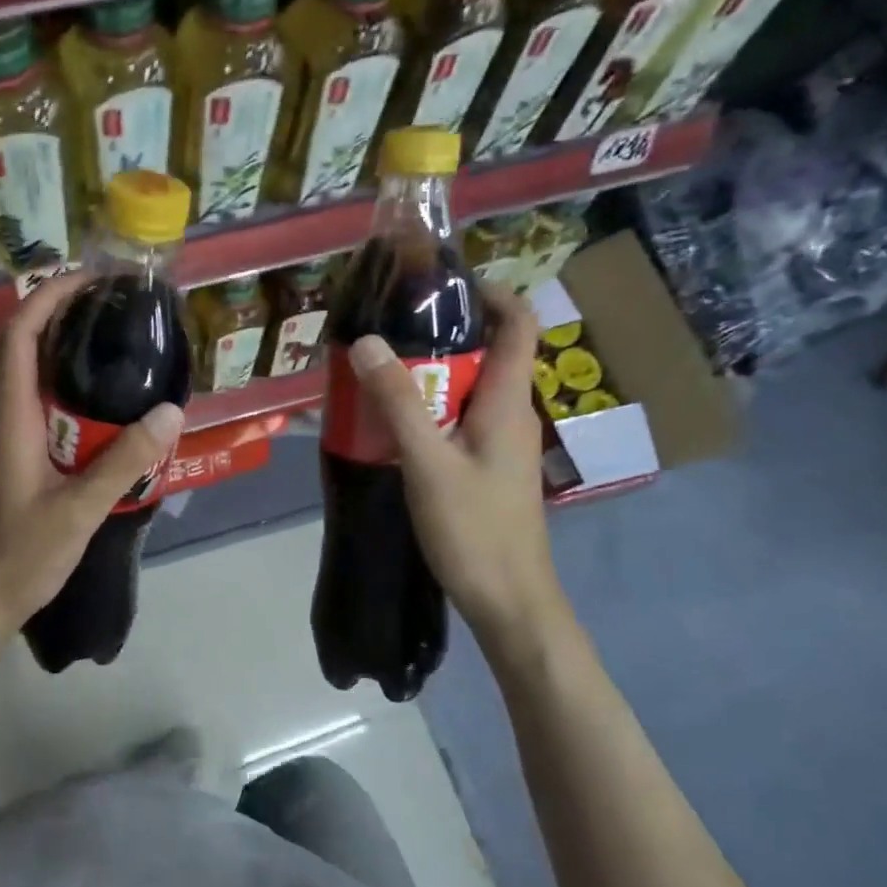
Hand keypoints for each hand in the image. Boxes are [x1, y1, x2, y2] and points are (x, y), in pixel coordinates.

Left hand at [0, 271, 184, 648]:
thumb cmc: (19, 557)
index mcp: (8, 419)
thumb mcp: (80, 511)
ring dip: (62, 363)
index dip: (48, 297)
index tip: (87, 280)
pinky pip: (27, 413)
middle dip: (63, 324)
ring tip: (114, 360)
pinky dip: (58, 398)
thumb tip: (170, 411)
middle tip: (116, 317)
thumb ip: (124, 461)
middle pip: (22, 352)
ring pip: (25, 385)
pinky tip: (93, 418)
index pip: (18, 336)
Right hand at [347, 284, 575, 666]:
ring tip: (379, 369)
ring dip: (429, 373)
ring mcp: (500, 442)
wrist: (509, 601)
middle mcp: (510, 413)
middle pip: (487, 351)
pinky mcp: (486, 466)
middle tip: (388, 328)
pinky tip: (391, 422)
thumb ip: (398, 402)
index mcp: (506, 401)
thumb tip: (367, 342)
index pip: (519, 324)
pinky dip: (429, 407)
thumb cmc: (475, 529)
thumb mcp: (427, 462)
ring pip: (467, 388)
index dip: (491, 293)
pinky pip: (458, 418)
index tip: (442, 285)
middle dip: (441, 333)